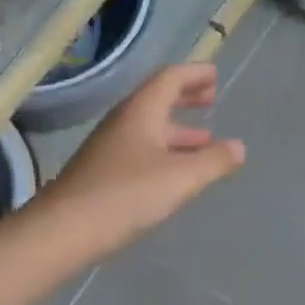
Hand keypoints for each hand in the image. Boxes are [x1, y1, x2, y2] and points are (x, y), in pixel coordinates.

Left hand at [44, 64, 245, 253]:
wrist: (66, 229)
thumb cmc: (127, 195)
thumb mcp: (181, 178)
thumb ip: (214, 161)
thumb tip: (238, 147)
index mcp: (141, 111)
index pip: (170, 78)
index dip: (194, 74)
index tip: (215, 76)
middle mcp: (123, 123)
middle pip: (157, 100)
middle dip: (185, 98)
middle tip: (210, 100)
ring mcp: (109, 149)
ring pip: (149, 129)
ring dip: (177, 131)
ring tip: (204, 142)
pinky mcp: (103, 174)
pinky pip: (140, 151)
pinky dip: (164, 153)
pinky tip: (174, 174)